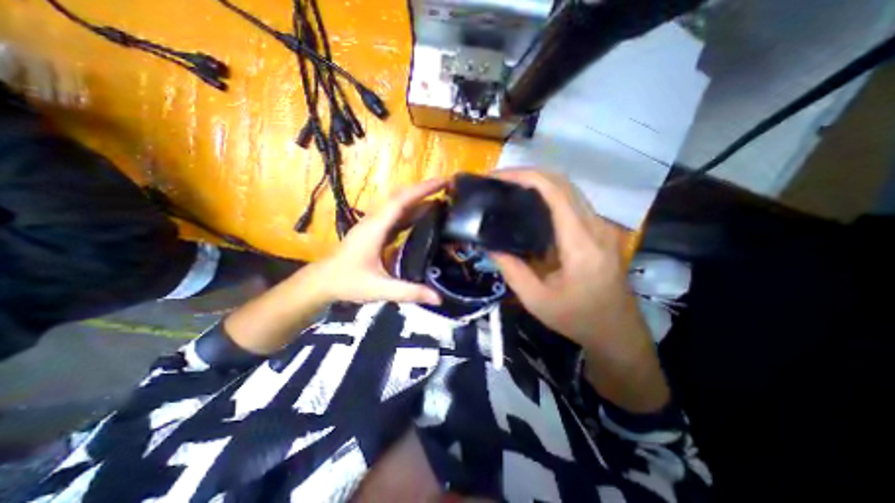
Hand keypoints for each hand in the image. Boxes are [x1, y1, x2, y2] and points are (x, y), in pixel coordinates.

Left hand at [313, 178, 445, 307]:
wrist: (323, 282)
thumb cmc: (348, 282)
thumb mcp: (380, 289)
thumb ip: (409, 292)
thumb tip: (438, 298)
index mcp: (375, 228)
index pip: (401, 201)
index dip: (422, 190)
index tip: (443, 182)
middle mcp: (375, 221)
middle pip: (401, 197)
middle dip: (424, 190)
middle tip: (448, 188)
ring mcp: (375, 225)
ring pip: (398, 205)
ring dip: (419, 200)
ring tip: (442, 200)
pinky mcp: (376, 231)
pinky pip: (396, 216)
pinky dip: (412, 212)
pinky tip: (424, 217)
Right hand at [488, 172, 643, 351]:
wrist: (618, 332)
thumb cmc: (578, 319)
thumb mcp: (536, 300)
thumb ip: (512, 270)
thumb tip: (490, 245)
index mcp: (581, 243)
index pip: (555, 192)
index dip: (526, 176)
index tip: (499, 177)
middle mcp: (596, 226)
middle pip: (564, 183)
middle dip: (529, 174)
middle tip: (500, 181)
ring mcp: (602, 227)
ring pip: (570, 190)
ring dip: (540, 183)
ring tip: (510, 190)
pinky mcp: (600, 231)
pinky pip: (573, 203)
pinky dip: (550, 195)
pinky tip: (531, 206)